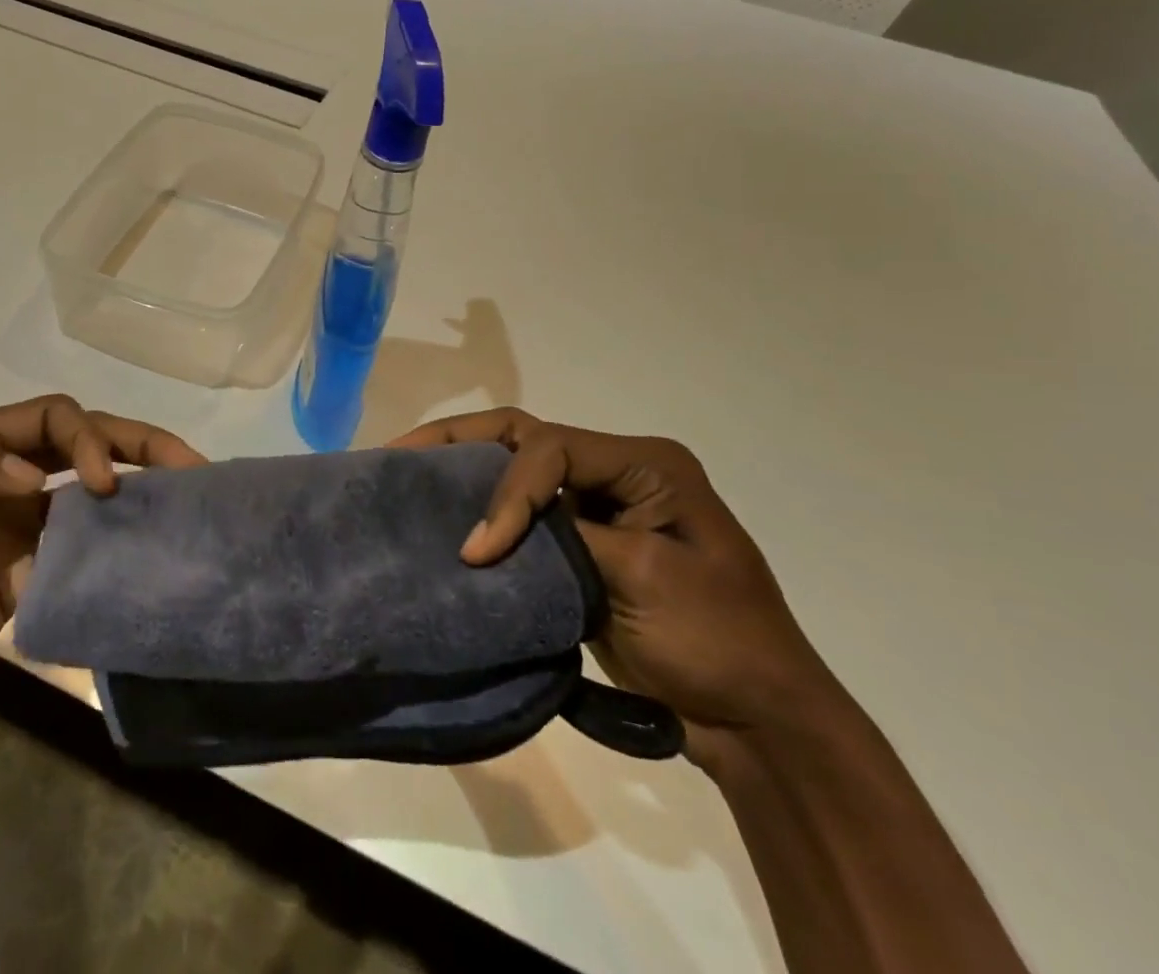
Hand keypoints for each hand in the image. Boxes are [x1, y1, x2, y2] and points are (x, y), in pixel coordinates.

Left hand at [0, 396, 203, 739]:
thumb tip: (36, 480)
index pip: (50, 417)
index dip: (84, 438)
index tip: (96, 486)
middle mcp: (7, 477)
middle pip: (86, 442)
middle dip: (138, 443)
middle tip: (187, 463)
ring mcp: (22, 527)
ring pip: (94, 492)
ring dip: (139, 488)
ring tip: (188, 496)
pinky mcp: (31, 574)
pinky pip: (84, 549)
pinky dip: (116, 544)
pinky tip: (148, 550)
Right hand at [391, 410, 846, 771]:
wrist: (757, 721)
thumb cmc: (716, 639)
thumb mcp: (646, 577)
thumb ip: (570, 536)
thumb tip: (490, 533)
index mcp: (643, 464)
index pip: (551, 449)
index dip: (507, 491)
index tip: (479, 550)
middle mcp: (615, 471)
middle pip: (525, 438)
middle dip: (462, 441)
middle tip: (401, 453)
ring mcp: (597, 508)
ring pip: (517, 470)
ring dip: (465, 471)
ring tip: (407, 474)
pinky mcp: (580, 545)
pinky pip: (524, 517)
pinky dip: (484, 515)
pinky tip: (445, 521)